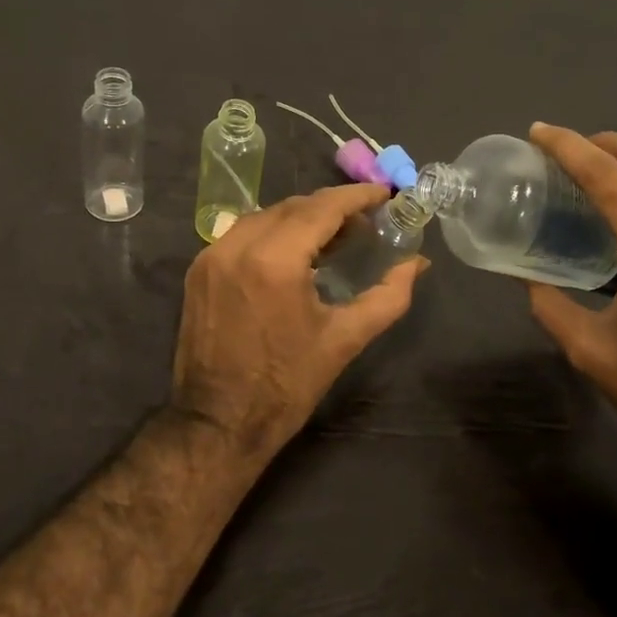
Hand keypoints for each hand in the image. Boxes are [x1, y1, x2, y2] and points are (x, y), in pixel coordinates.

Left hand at [173, 184, 428, 460]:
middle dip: (331, 206)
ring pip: (265, 216)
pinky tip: (293, 252)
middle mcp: (238, 245)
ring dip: (300, 218)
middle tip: (364, 220)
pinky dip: (272, 232)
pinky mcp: (199, 269)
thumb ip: (388, 296)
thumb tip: (417, 264)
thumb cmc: (287, 384)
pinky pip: (241, 234)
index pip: (321, 207)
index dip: (356, 196)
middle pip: (293, 206)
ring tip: (333, 235)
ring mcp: (211, 255)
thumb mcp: (344, 340)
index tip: (384, 193)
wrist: (218, 422)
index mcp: (275, 260)